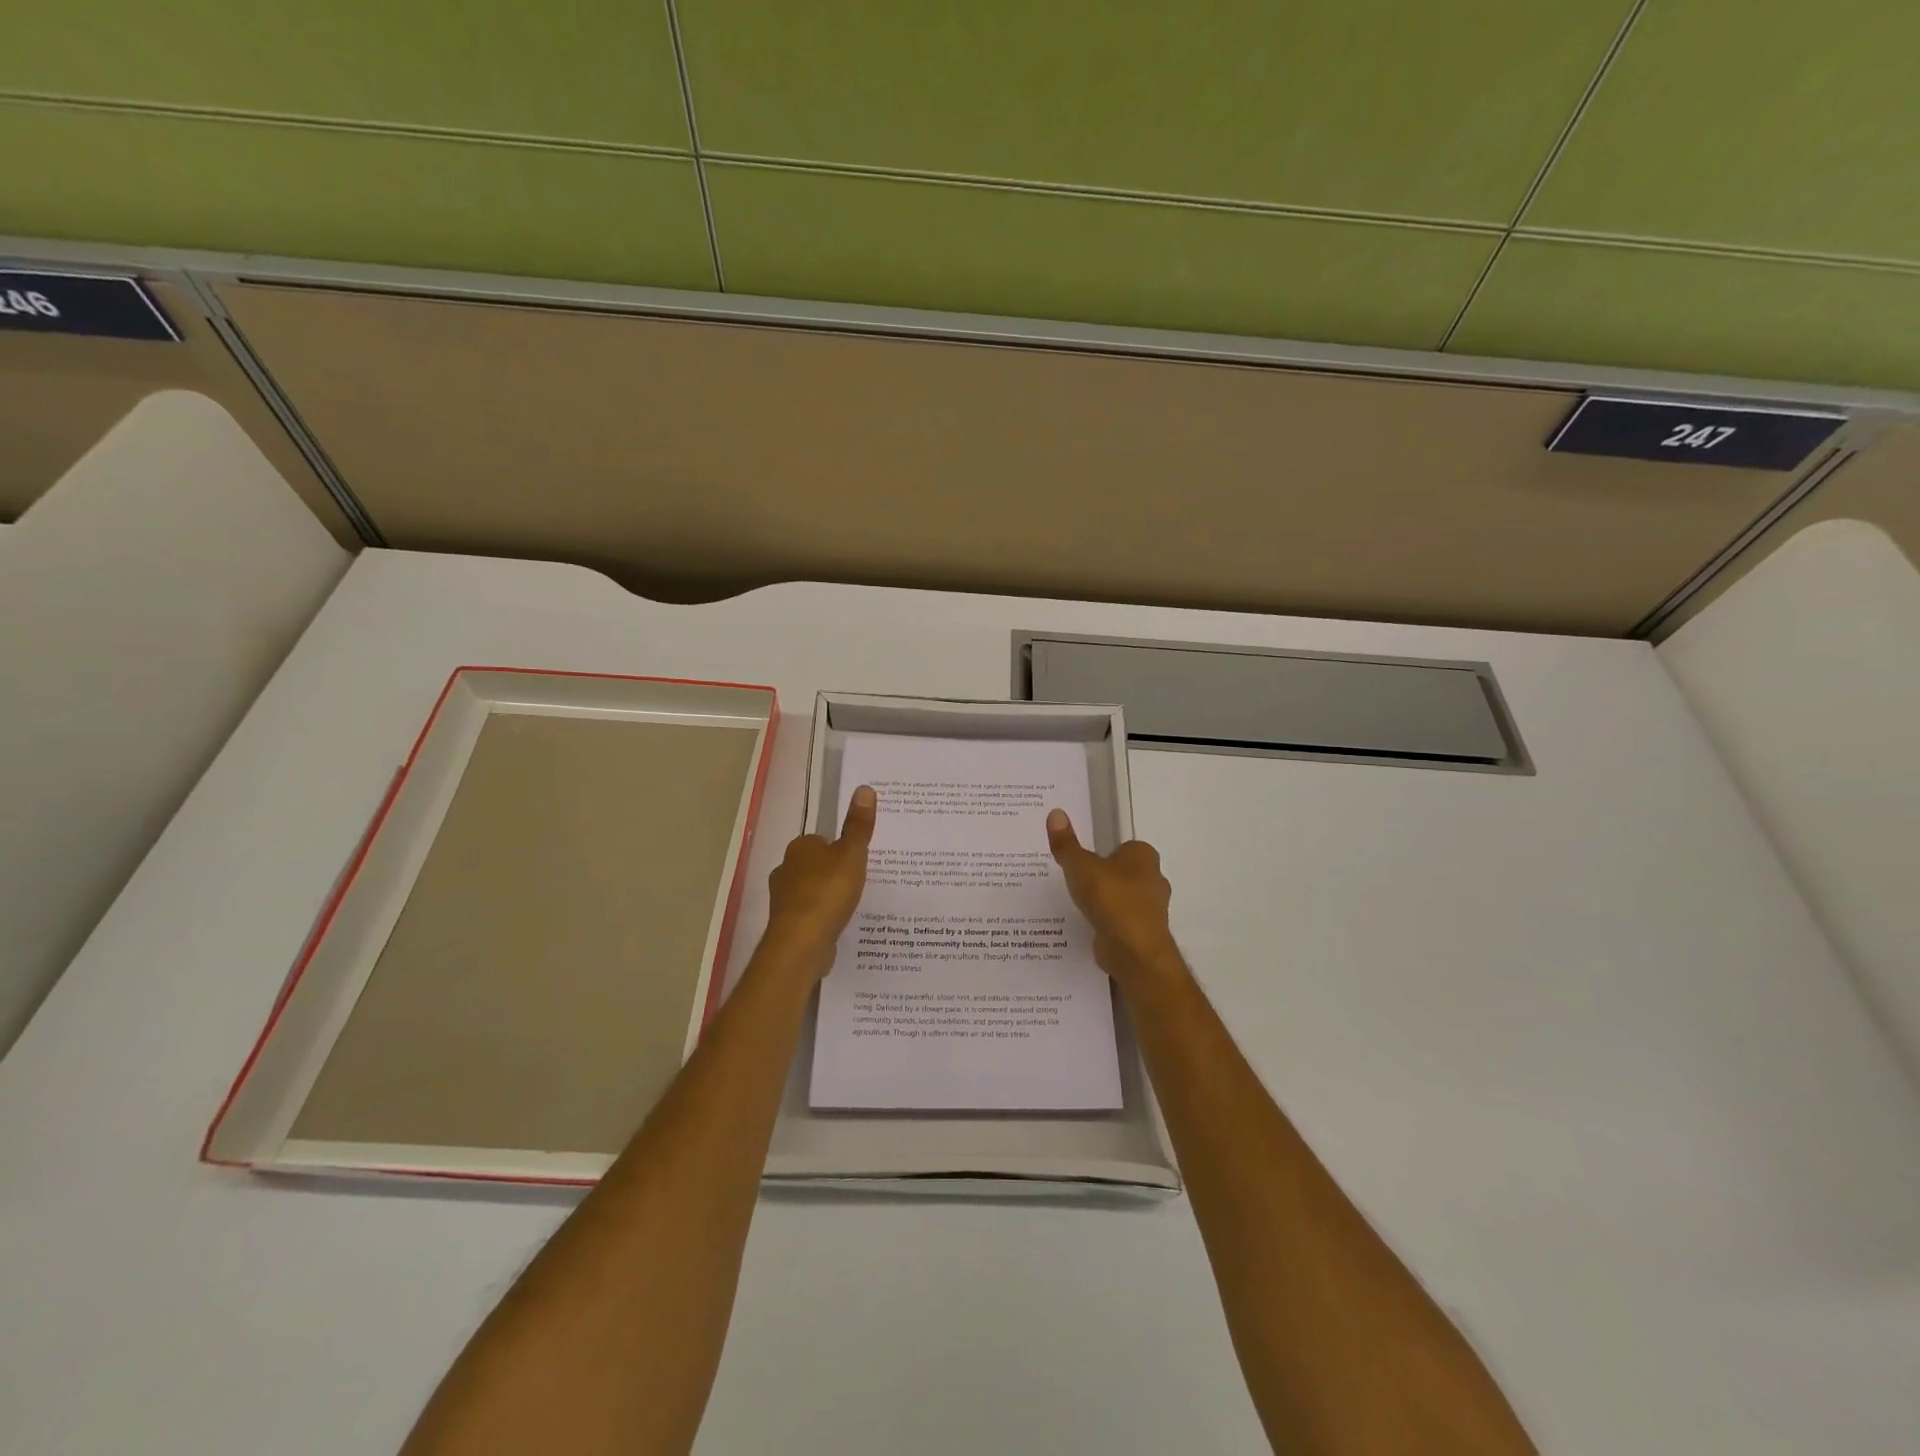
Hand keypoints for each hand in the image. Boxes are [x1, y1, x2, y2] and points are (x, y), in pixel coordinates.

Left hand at [762, 785, 875, 978]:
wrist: (802, 942)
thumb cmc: (828, 891)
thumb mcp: (852, 854)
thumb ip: (858, 825)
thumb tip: (864, 788)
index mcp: (800, 848)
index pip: (820, 841)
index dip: (838, 849)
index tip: (857, 859)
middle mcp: (786, 870)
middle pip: (813, 866)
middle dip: (831, 873)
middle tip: (858, 881)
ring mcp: (783, 900)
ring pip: (809, 891)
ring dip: (825, 896)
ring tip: (851, 905)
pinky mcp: (787, 925)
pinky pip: (809, 915)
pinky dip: (822, 918)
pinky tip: (838, 924)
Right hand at [1046, 810, 1184, 989]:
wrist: (1133, 950)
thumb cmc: (1111, 898)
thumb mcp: (1080, 866)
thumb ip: (1066, 844)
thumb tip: (1056, 812)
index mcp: (1144, 856)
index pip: (1125, 847)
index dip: (1105, 852)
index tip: (1084, 861)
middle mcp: (1153, 879)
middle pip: (1126, 872)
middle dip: (1106, 877)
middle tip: (1078, 881)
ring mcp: (1152, 909)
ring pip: (1125, 898)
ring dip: (1107, 902)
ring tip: (1079, 904)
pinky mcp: (1144, 933)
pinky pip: (1122, 921)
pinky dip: (1109, 922)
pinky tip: (1089, 925)